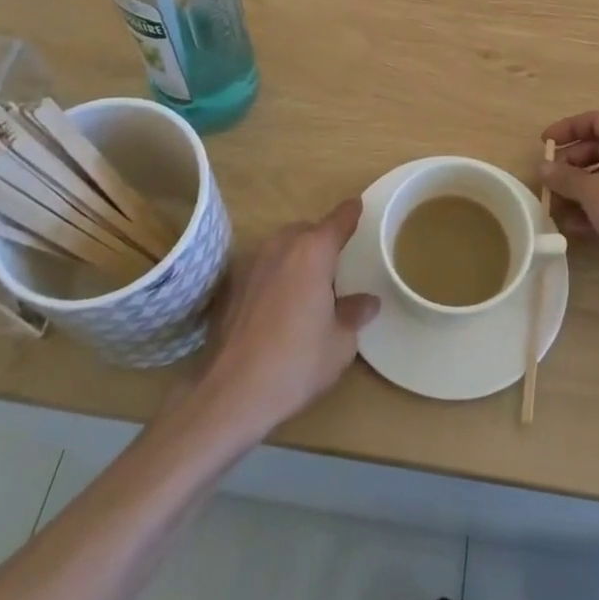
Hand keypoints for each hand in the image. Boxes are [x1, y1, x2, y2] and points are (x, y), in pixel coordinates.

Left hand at [200, 199, 378, 438]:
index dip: (350, 214)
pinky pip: (264, 266)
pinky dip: (277, 273)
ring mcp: (252, 263)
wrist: (231, 393)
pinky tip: (281, 303)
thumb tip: (367, 301)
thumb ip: (354, 314)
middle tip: (337, 264)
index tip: (358, 206)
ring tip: (310, 285)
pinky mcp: (233, 285)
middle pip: (307, 230)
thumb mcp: (340, 343)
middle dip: (322, 239)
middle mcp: (281, 247)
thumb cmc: (295, 363)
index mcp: (313, 253)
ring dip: (297, 255)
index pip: (338, 221)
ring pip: (283, 245)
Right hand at [541, 112, 598, 277]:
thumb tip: (543, 167)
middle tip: (549, 180)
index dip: (567, 128)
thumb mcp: (594, 193)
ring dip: (578, 190)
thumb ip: (565, 177)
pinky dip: (593, 208)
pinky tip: (574, 226)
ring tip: (556, 207)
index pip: (597, 121)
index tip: (544, 144)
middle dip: (571, 164)